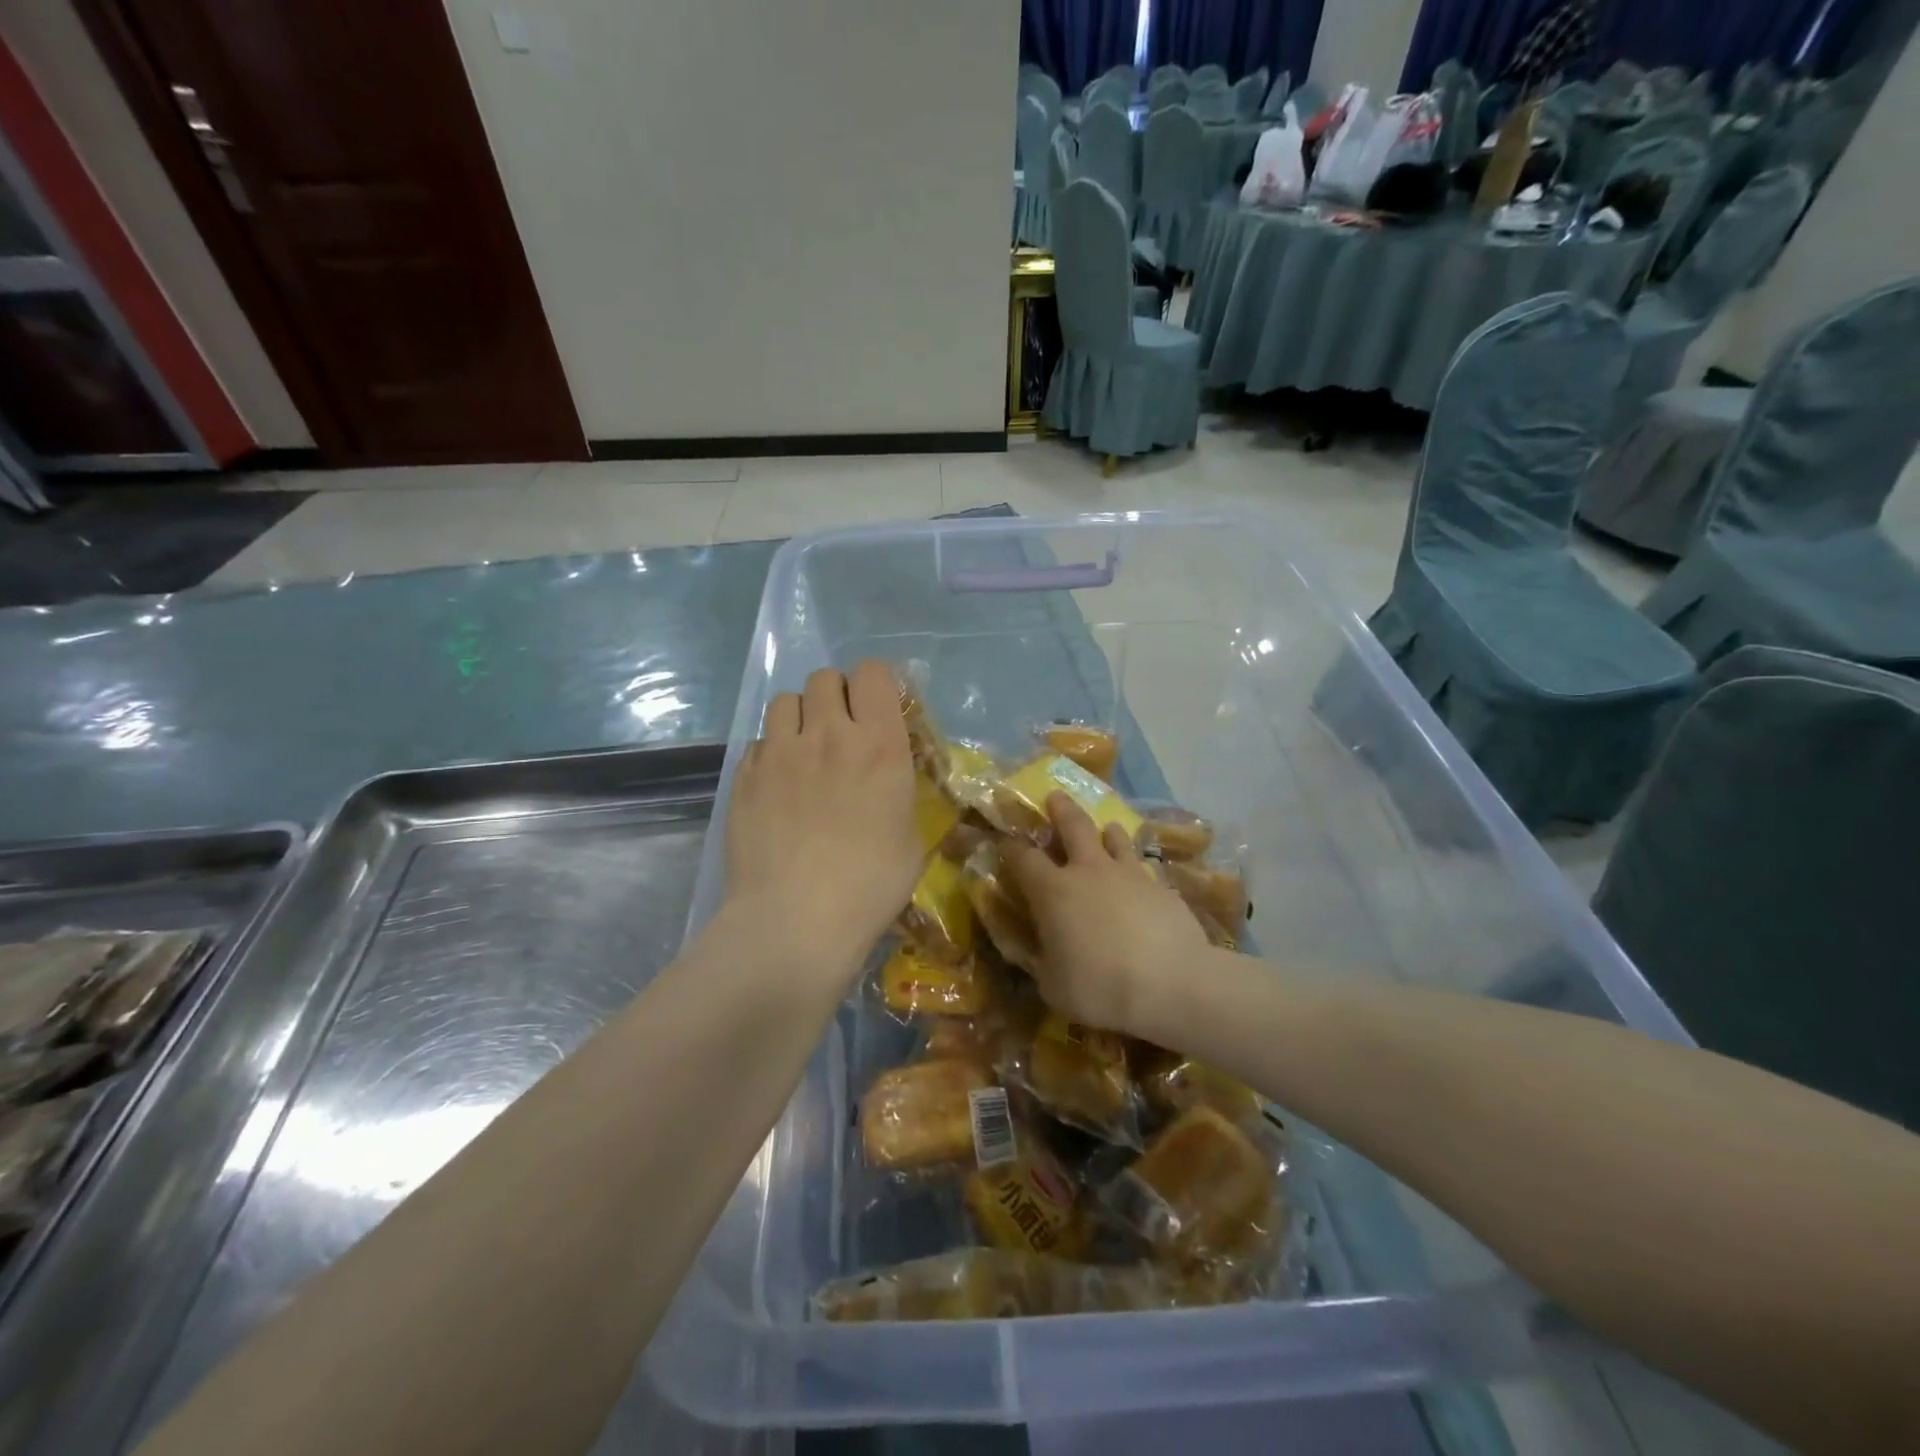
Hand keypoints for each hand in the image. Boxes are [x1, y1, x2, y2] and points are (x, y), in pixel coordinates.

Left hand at [725, 661, 919, 983]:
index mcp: (879, 745)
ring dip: (800, 716)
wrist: (795, 921)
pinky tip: (778, 786)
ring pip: (785, 700)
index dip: (875, 685)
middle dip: (836, 695)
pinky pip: (759, 741)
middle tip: (841, 731)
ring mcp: (779, 753)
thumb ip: (898, 793)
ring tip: (805, 751)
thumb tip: (886, 782)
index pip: (872, 672)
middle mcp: (827, 735)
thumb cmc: (869, 886)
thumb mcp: (911, 838)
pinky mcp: (744, 775)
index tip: (878, 710)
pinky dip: (772, 752)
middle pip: (825, 677)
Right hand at [1004, 793, 1208, 1036]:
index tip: (1005, 841)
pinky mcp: (1161, 887)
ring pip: (1114, 837)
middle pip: (1072, 826)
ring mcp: (1128, 874)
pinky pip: (1143, 867)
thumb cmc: (1099, 987)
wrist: (1171, 984)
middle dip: (1060, 809)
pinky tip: (1141, 879)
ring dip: (1106, 831)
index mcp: (1053, 891)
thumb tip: (1037, 953)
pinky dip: (1136, 867)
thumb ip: (1041, 962)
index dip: (1011, 847)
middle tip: (1055, 796)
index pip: (1023, 858)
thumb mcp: (1053, 986)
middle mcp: (1088, 871)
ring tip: (1106, 829)